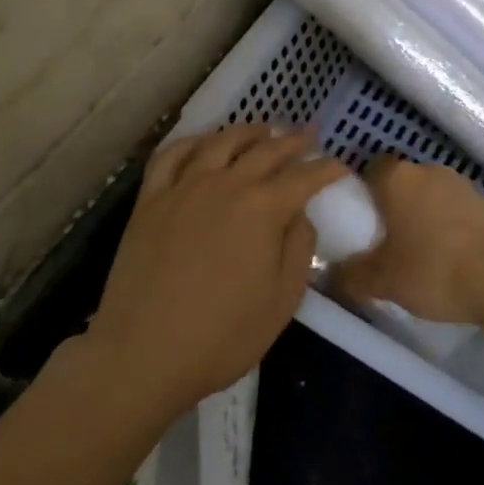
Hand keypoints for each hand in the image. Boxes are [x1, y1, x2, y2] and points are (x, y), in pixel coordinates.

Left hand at [84, 125, 346, 416]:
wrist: (143, 354)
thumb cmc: (222, 336)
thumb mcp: (281, 301)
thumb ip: (298, 248)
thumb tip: (300, 214)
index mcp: (263, 209)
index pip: (304, 177)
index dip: (326, 169)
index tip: (340, 166)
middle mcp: (226, 185)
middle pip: (266, 150)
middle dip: (293, 140)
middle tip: (309, 135)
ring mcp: (184, 187)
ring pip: (221, 142)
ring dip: (247, 132)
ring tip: (262, 130)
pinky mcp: (150, 199)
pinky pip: (172, 155)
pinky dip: (193, 141)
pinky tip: (203, 143)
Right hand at [330, 157, 483, 325]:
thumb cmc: (433, 268)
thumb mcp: (383, 281)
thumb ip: (351, 276)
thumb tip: (330, 275)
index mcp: (398, 179)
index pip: (372, 168)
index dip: (363, 190)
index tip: (359, 219)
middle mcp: (429, 171)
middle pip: (402, 182)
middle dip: (393, 207)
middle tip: (384, 242)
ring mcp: (462, 185)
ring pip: (430, 196)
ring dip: (423, 217)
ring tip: (418, 255)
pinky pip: (455, 210)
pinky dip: (448, 227)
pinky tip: (449, 259)